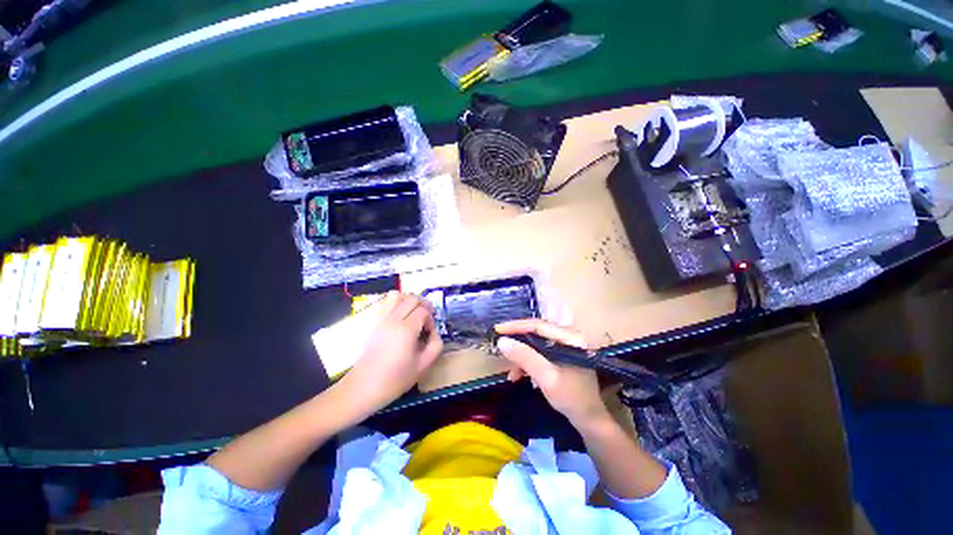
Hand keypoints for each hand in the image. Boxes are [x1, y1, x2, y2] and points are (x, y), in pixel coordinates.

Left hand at [338, 292, 442, 416]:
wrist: (362, 388)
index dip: (431, 319)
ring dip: (409, 300)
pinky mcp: (374, 323)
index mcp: (406, 329)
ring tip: (414, 313)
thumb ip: (435, 345)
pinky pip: (386, 303)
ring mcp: (381, 319)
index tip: (429, 333)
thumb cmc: (394, 380)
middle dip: (423, 304)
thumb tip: (434, 333)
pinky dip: (396, 303)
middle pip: (411, 298)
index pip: (423, 311)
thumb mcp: (423, 366)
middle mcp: (393, 319)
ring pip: (396, 295)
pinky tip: (401, 317)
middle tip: (427, 318)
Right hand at [495, 319, 609, 426]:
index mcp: (570, 338)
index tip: (498, 329)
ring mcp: (565, 347)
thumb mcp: (546, 378)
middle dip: (517, 342)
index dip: (516, 326)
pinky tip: (519, 376)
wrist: (589, 420)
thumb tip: (502, 341)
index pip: (539, 325)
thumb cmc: (572, 398)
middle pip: (536, 333)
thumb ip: (525, 357)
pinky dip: (528, 363)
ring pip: (536, 345)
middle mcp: (568, 338)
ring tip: (511, 374)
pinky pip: (539, 354)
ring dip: (522, 357)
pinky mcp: (561, 357)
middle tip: (500, 345)